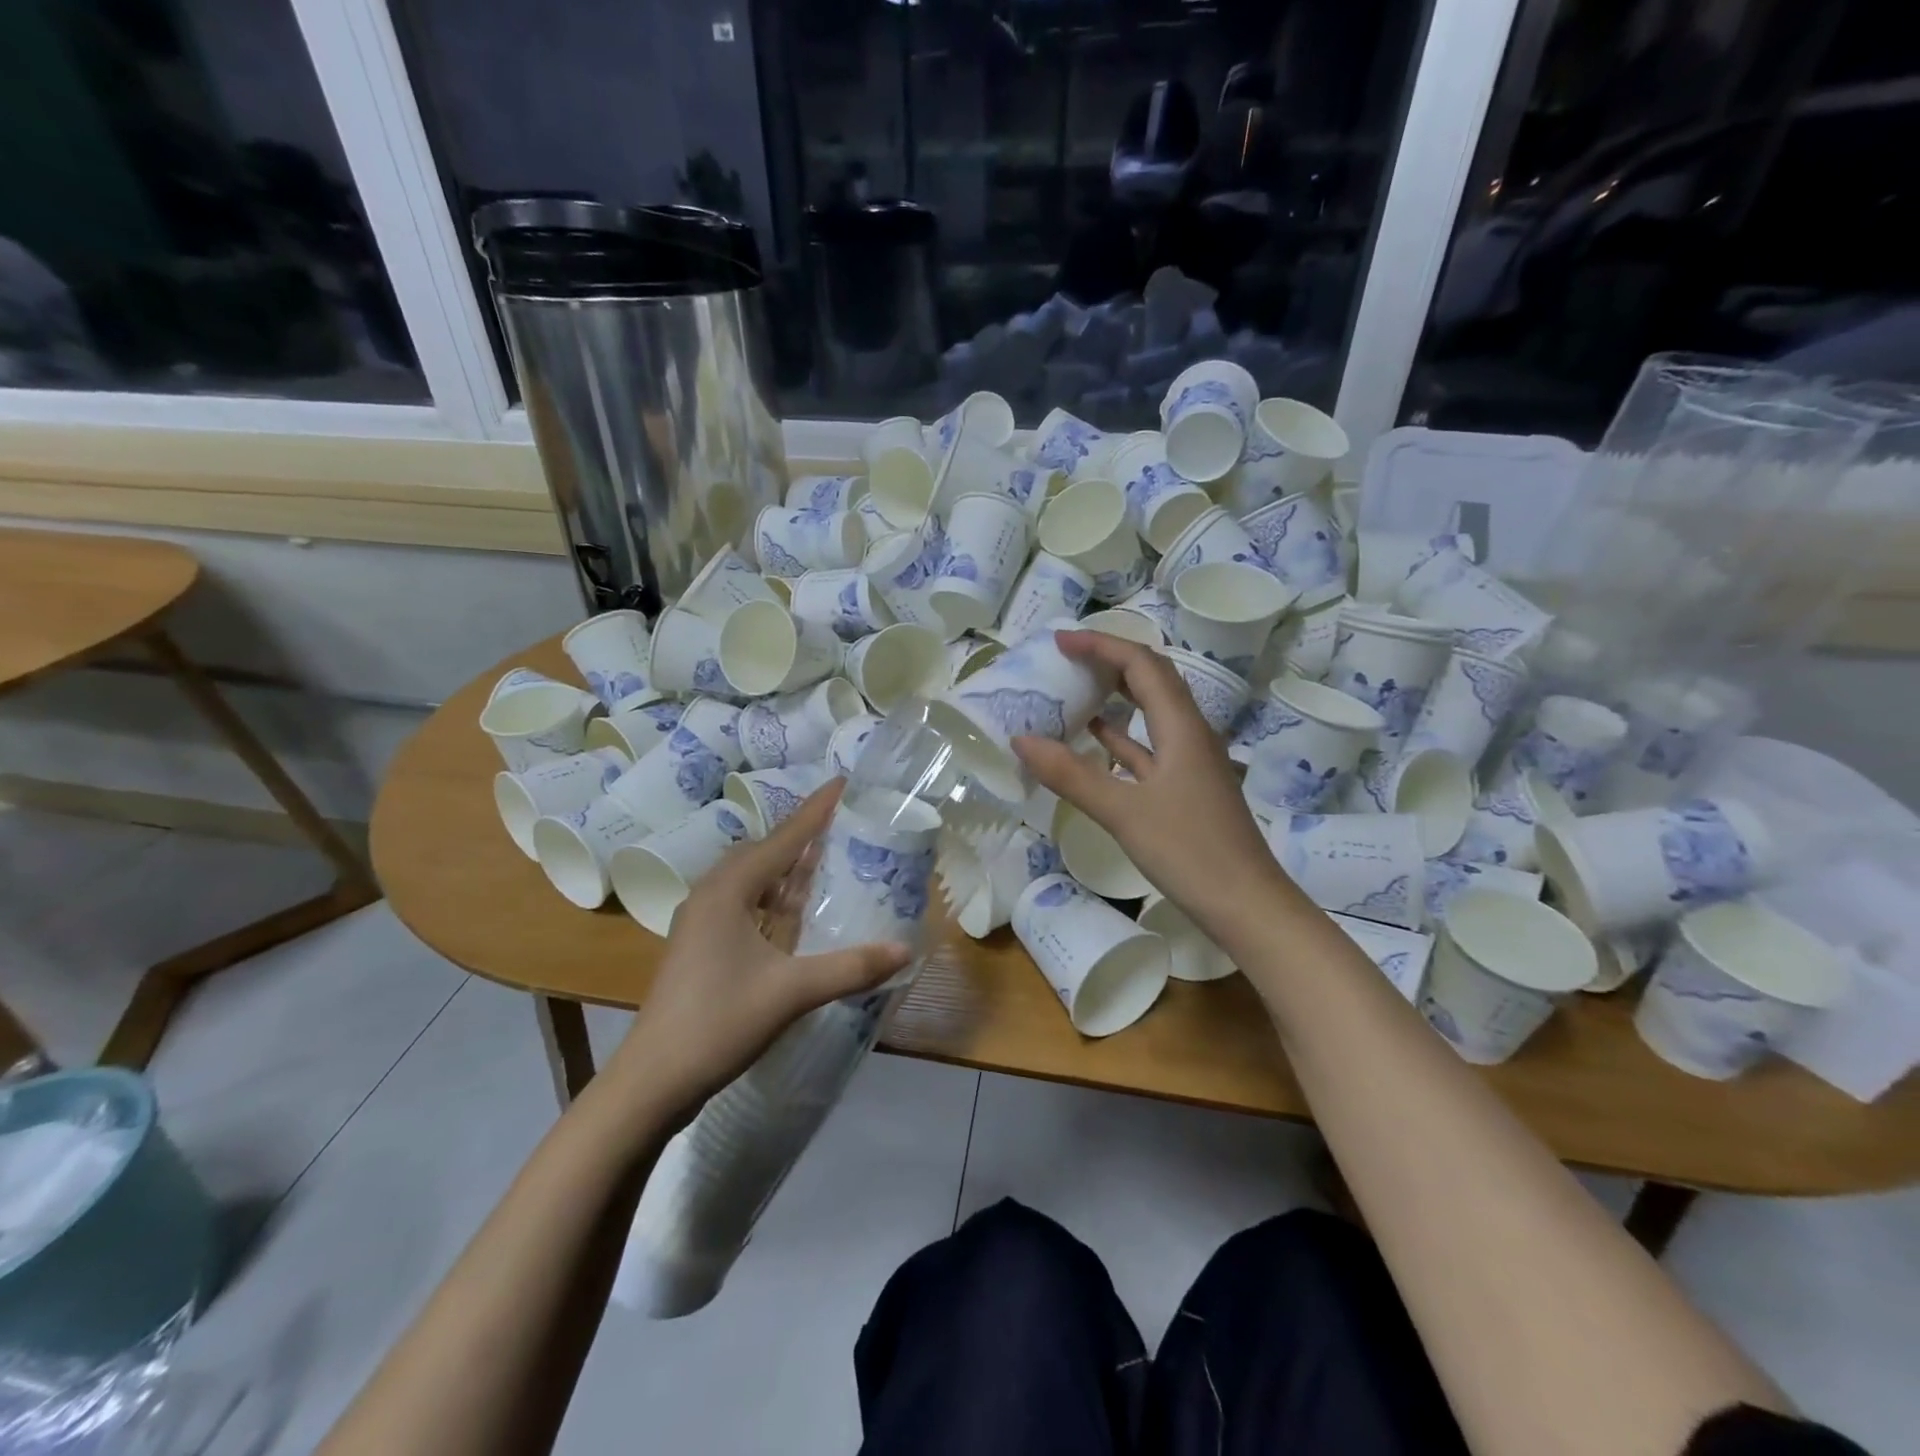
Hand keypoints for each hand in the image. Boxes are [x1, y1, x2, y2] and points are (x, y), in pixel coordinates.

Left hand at [613, 782, 911, 1117]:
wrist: (653, 1080)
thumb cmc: (719, 1022)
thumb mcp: (792, 992)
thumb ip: (850, 967)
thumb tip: (904, 948)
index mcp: (729, 891)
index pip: (784, 838)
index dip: (816, 810)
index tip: (843, 781)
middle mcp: (712, 895)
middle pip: (765, 852)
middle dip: (803, 836)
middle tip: (844, 824)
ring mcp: (703, 921)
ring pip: (753, 880)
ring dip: (788, 868)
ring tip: (827, 859)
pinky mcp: (702, 946)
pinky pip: (747, 904)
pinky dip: (775, 898)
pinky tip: (795, 912)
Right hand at [1012, 630, 1286, 937]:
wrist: (1247, 905)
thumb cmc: (1189, 852)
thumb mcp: (1123, 812)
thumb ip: (1071, 775)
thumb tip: (1021, 739)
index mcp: (1181, 727)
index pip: (1141, 664)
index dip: (1101, 645)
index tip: (1060, 641)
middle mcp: (1190, 734)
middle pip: (1152, 679)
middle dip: (1110, 661)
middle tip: (1066, 658)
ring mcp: (1190, 762)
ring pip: (1151, 712)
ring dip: (1116, 695)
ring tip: (1075, 689)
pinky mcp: (1185, 788)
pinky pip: (1149, 746)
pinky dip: (1121, 736)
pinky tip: (1095, 740)